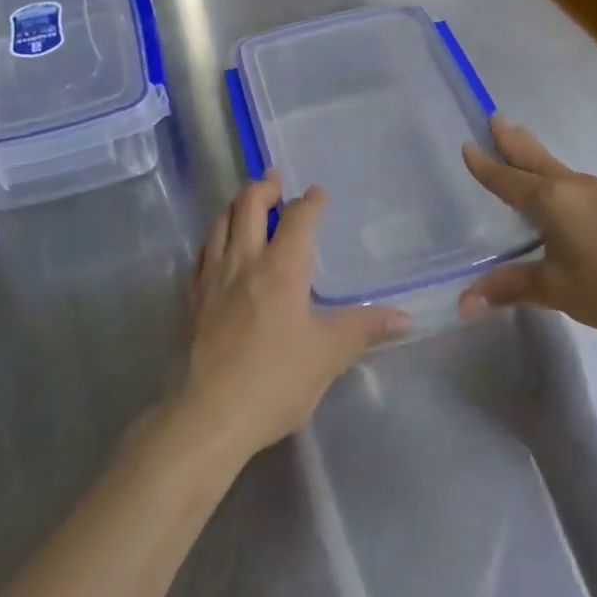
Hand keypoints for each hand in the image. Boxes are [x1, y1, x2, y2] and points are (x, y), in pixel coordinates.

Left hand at [179, 175, 408, 460]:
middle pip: (248, 206)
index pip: (297, 218)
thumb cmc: (275, 381)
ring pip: (219, 224)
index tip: (318, 193)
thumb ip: (364, 329)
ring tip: (246, 205)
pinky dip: (213, 240)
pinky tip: (218, 250)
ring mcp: (212, 279)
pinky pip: (201, 255)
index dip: (310, 201)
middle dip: (263, 187)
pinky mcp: (191, 299)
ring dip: (235, 207)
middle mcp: (243, 262)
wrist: (208, 416)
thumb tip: (405, 317)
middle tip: (274, 180)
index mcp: (281, 269)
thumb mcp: (328, 356)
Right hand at [459, 117, 596, 341]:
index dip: (485, 166)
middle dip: (512, 141)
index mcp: (551, 200)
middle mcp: (574, 187)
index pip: (508, 179)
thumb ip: (510, 289)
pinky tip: (565, 195)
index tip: (467, 146)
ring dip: (536, 157)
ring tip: (523, 152)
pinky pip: (578, 185)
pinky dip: (558, 178)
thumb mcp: (556, 290)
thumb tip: (463, 303)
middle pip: (535, 158)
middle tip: (495, 118)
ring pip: (559, 169)